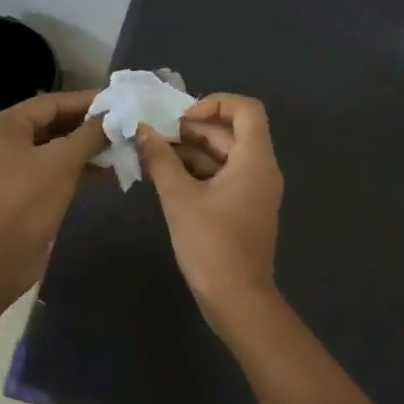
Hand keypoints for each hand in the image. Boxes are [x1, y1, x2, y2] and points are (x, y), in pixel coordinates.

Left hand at [0, 90, 105, 297]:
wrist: (0, 258)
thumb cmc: (28, 201)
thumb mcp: (63, 162)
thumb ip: (91, 134)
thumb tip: (116, 116)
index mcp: (4, 125)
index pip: (52, 103)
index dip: (88, 101)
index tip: (120, 101)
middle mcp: (5, 140)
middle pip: (54, 123)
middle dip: (90, 126)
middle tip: (125, 124)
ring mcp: (13, 166)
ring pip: (57, 148)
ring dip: (88, 148)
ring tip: (123, 146)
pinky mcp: (24, 189)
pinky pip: (54, 168)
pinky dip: (79, 168)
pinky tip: (109, 170)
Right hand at [135, 94, 284, 340]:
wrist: (237, 300)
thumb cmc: (212, 245)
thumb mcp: (179, 198)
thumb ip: (161, 159)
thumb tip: (143, 131)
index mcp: (255, 159)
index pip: (246, 109)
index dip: (215, 103)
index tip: (182, 119)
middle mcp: (261, 169)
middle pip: (232, 132)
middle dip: (194, 129)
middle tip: (157, 136)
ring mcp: (255, 191)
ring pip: (225, 155)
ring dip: (192, 151)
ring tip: (154, 155)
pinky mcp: (244, 209)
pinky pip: (224, 176)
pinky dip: (198, 172)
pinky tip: (166, 178)